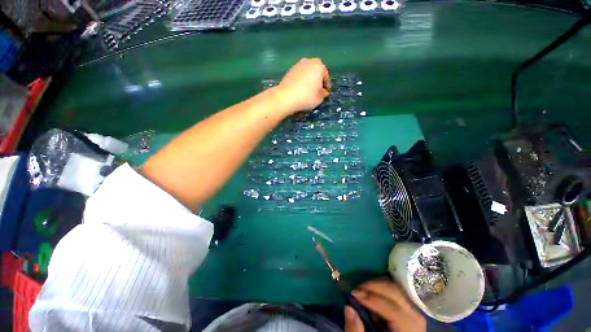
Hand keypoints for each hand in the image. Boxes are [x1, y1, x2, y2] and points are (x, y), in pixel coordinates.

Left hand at [275, 58, 330, 114]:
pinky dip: (302, 81)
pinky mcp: (290, 70)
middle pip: (317, 72)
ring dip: (309, 81)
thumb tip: (324, 92)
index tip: (326, 94)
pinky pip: (300, 76)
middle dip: (318, 81)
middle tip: (318, 92)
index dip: (327, 87)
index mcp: (319, 66)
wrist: (286, 97)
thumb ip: (324, 93)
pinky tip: (300, 90)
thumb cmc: (306, 97)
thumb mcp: (319, 98)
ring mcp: (298, 64)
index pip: (326, 77)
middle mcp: (309, 61)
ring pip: (308, 73)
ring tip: (309, 91)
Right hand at [344, 279, 425, 331]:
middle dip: (373, 287)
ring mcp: (414, 311)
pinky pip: (396, 291)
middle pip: (396, 293)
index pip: (392, 309)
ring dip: (377, 286)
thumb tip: (348, 308)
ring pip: (396, 289)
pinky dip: (382, 288)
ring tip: (361, 290)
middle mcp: (416, 318)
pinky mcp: (409, 308)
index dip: (372, 299)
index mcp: (409, 331)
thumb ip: (357, 331)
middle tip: (355, 288)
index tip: (353, 293)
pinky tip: (371, 293)